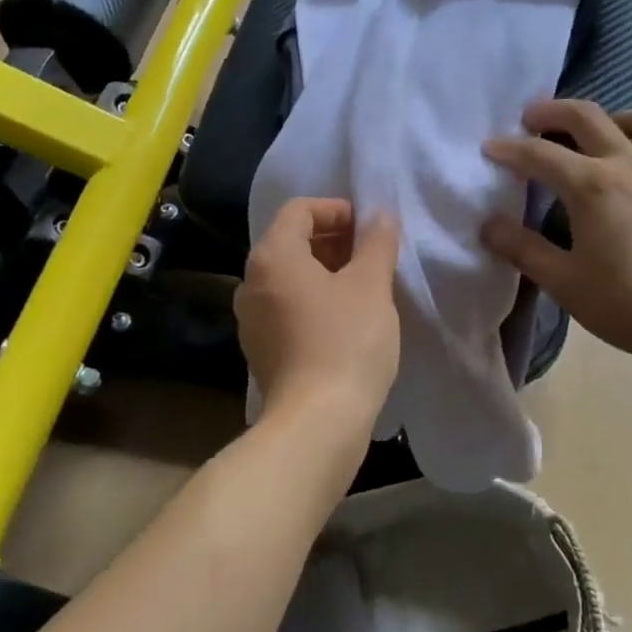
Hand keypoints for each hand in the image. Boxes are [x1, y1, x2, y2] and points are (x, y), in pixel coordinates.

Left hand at [235, 199, 400, 428]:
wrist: (317, 422)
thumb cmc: (346, 342)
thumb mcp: (371, 286)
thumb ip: (377, 243)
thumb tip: (381, 216)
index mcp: (272, 256)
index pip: (298, 210)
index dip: (336, 209)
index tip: (369, 228)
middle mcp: (251, 282)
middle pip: (291, 241)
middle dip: (333, 240)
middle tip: (372, 254)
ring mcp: (251, 319)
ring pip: (289, 277)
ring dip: (326, 271)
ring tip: (364, 285)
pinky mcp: (261, 349)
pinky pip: (287, 307)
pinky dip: (314, 300)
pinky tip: (345, 319)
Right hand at [482, 100, 631, 374]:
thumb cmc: (628, 304)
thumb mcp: (563, 282)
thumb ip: (522, 249)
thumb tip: (488, 225)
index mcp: (592, 185)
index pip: (540, 155)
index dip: (509, 149)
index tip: (488, 147)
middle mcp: (630, 165)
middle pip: (589, 118)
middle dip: (553, 111)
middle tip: (532, 117)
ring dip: (617, 118)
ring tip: (601, 134)